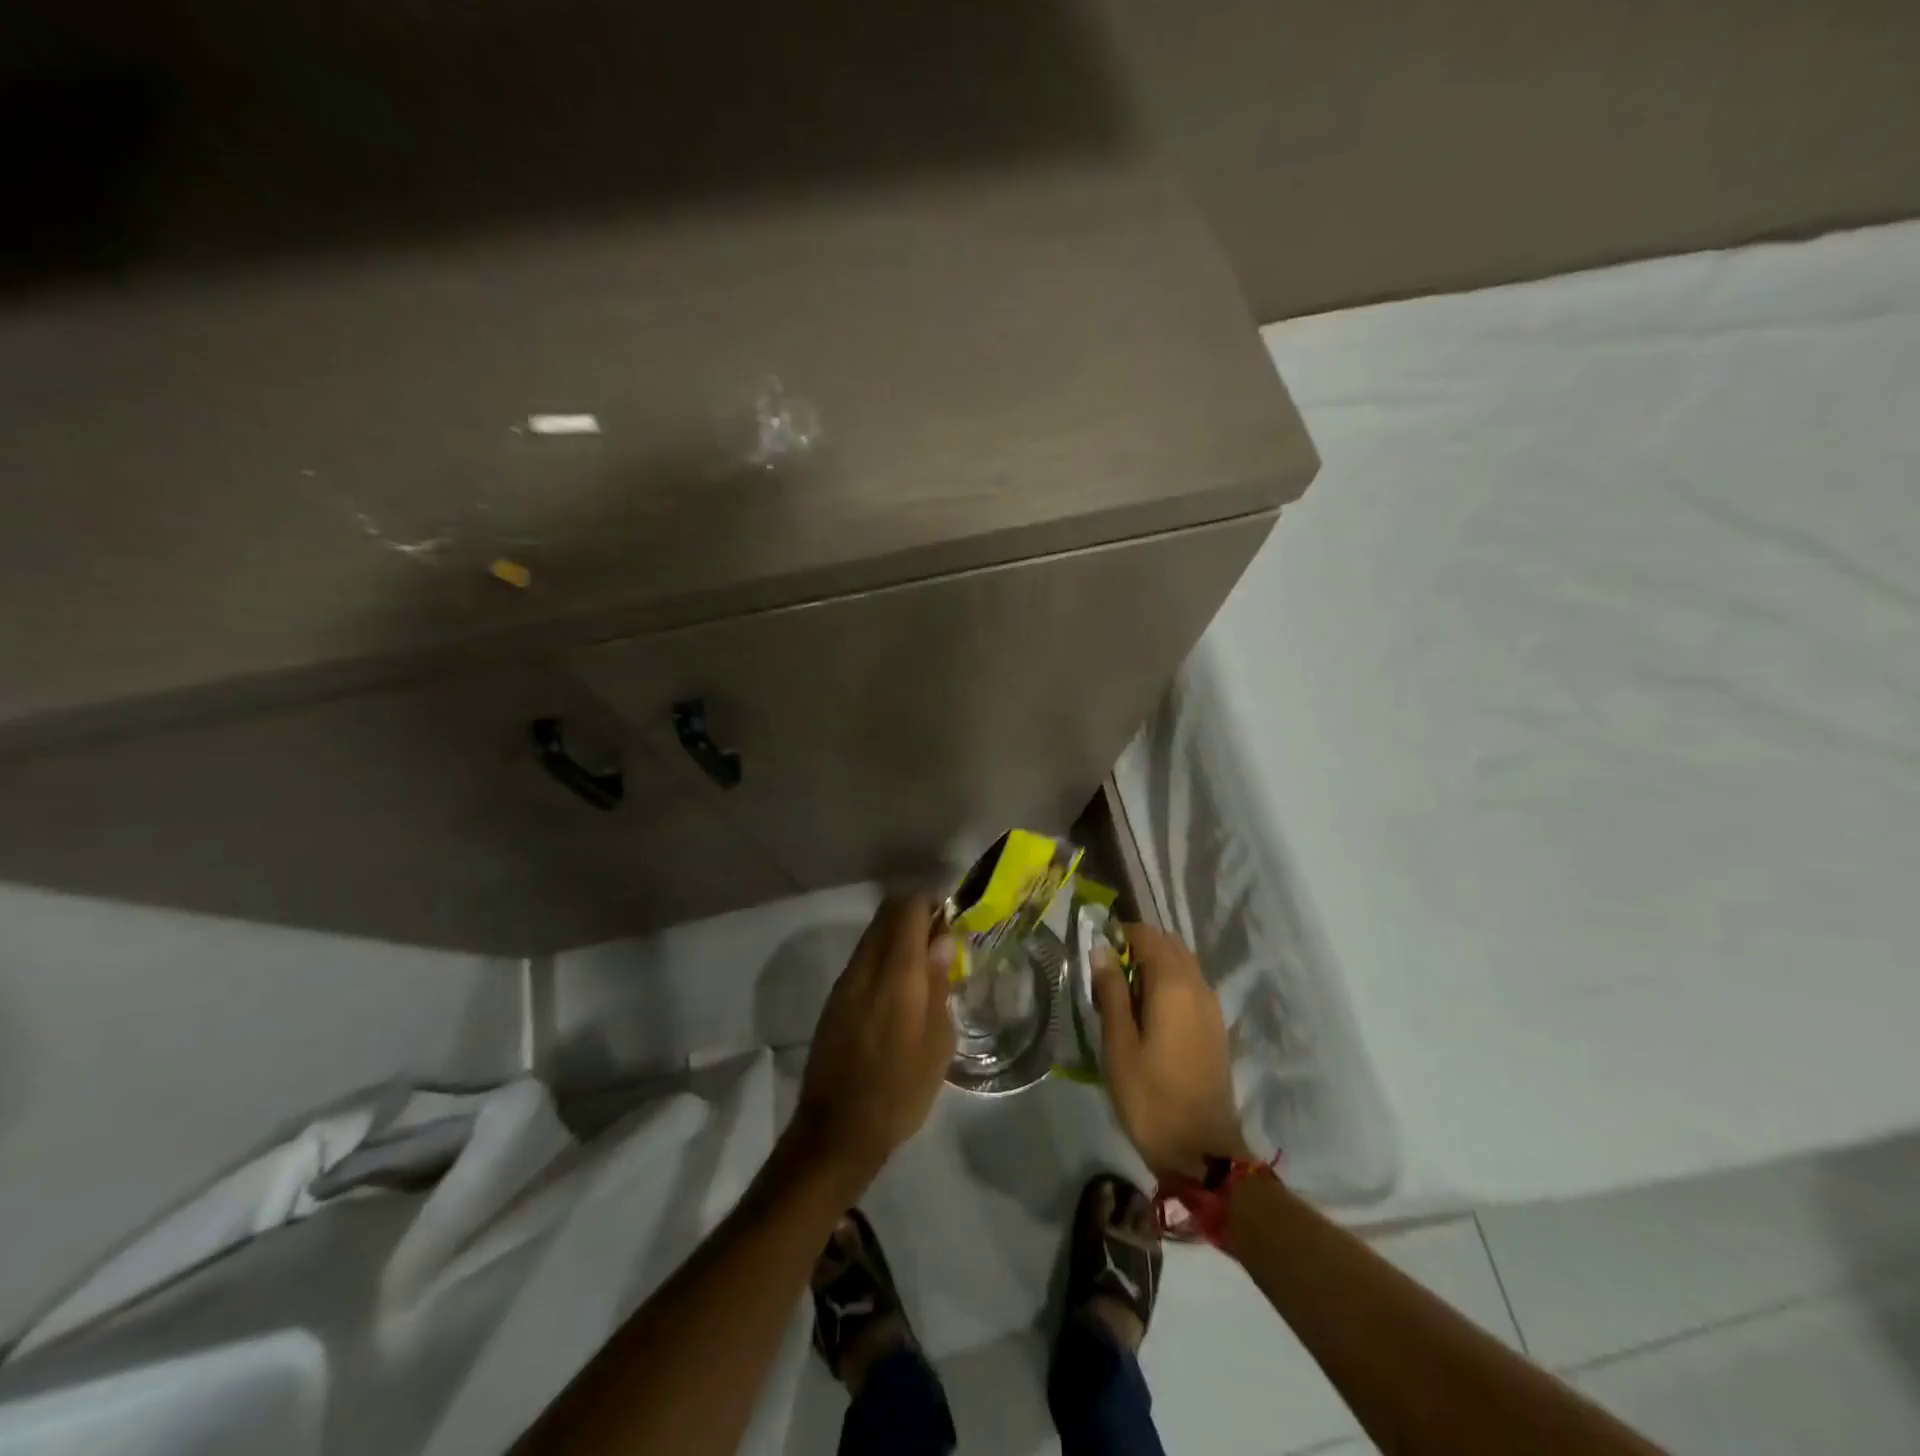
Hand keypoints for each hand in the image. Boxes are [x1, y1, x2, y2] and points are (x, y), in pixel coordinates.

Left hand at [783, 896, 957, 1198]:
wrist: (837, 1131)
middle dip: (916, 914)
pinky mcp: (834, 1000)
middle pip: (887, 914)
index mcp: (895, 973)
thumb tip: (941, 941)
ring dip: (899, 936)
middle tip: (943, 939)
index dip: (932, 902)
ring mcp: (845, 982)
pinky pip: (863, 960)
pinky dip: (884, 957)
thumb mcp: (937, 1042)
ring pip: (873, 935)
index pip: (908, 908)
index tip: (953, 917)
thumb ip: (938, 984)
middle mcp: (865, 967)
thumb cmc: (900, 1090)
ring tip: (926, 966)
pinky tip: (901, 990)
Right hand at [1093, 923, 1249, 1180]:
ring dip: (1156, 965)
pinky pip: (1192, 986)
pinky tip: (1150, 1013)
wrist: (1202, 1151)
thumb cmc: (1150, 1097)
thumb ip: (1111, 992)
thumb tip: (1102, 949)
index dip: (1121, 935)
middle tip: (1108, 974)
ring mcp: (1212, 1007)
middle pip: (1170, 945)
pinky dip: (1171, 984)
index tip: (1097, 953)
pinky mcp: (1216, 1027)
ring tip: (1126, 994)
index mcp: (1173, 985)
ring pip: (1183, 964)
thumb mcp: (1119, 1045)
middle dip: (1139, 947)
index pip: (1147, 935)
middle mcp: (1198, 986)